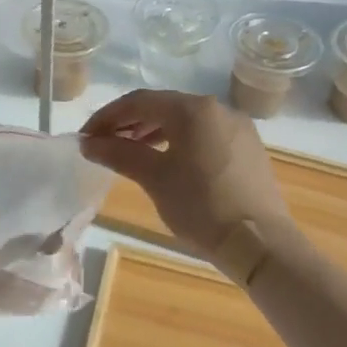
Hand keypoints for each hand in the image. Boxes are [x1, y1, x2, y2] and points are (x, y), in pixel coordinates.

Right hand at [79, 90, 288, 258]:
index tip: (86, 137)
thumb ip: (118, 154)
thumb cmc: (201, 206)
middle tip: (103, 144)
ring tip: (129, 152)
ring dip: (152, 132)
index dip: (107, 117)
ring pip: (184, 121)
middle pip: (162, 107)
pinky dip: (177, 141)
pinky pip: (203, 134)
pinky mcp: (247, 149)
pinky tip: (166, 161)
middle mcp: (217, 109)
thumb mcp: (153, 178)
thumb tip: (88, 142)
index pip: (139, 101)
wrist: (260, 244)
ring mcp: (237, 128)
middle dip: (128, 123)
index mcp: (193, 109)